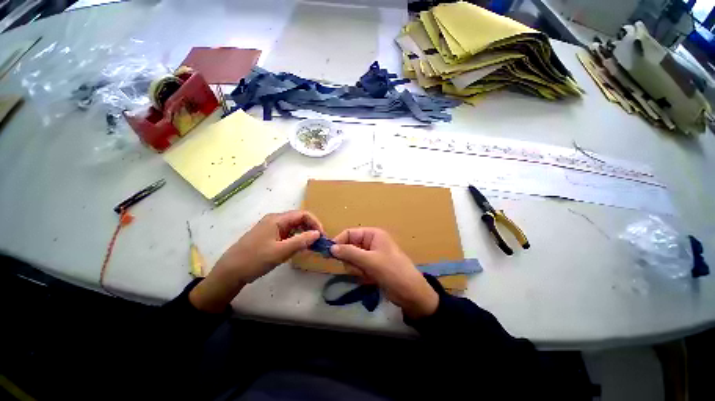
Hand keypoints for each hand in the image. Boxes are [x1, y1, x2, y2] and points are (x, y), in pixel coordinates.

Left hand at [190, 210, 322, 312]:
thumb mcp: (280, 251)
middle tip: (319, 241)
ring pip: (294, 226)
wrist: (229, 272)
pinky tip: (299, 247)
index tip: (322, 235)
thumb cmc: (255, 260)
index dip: (315, 223)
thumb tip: (318, 233)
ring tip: (312, 245)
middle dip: (311, 228)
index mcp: (277, 219)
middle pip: (299, 219)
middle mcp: (275, 220)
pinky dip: (296, 238)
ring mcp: (271, 228)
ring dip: (304, 234)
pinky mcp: (269, 236)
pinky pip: (287, 233)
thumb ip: (301, 241)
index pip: (303, 214)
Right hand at [330, 228, 437, 318]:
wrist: (410, 293)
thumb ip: (349, 253)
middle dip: (351, 260)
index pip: (349, 233)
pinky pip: (357, 268)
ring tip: (367, 274)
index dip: (339, 242)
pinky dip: (361, 274)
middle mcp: (370, 242)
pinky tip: (370, 279)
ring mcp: (370, 255)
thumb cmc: (392, 271)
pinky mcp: (371, 267)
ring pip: (352, 260)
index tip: (329, 254)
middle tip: (359, 268)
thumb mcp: (370, 261)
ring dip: (356, 269)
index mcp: (372, 234)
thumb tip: (331, 247)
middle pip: (349, 247)